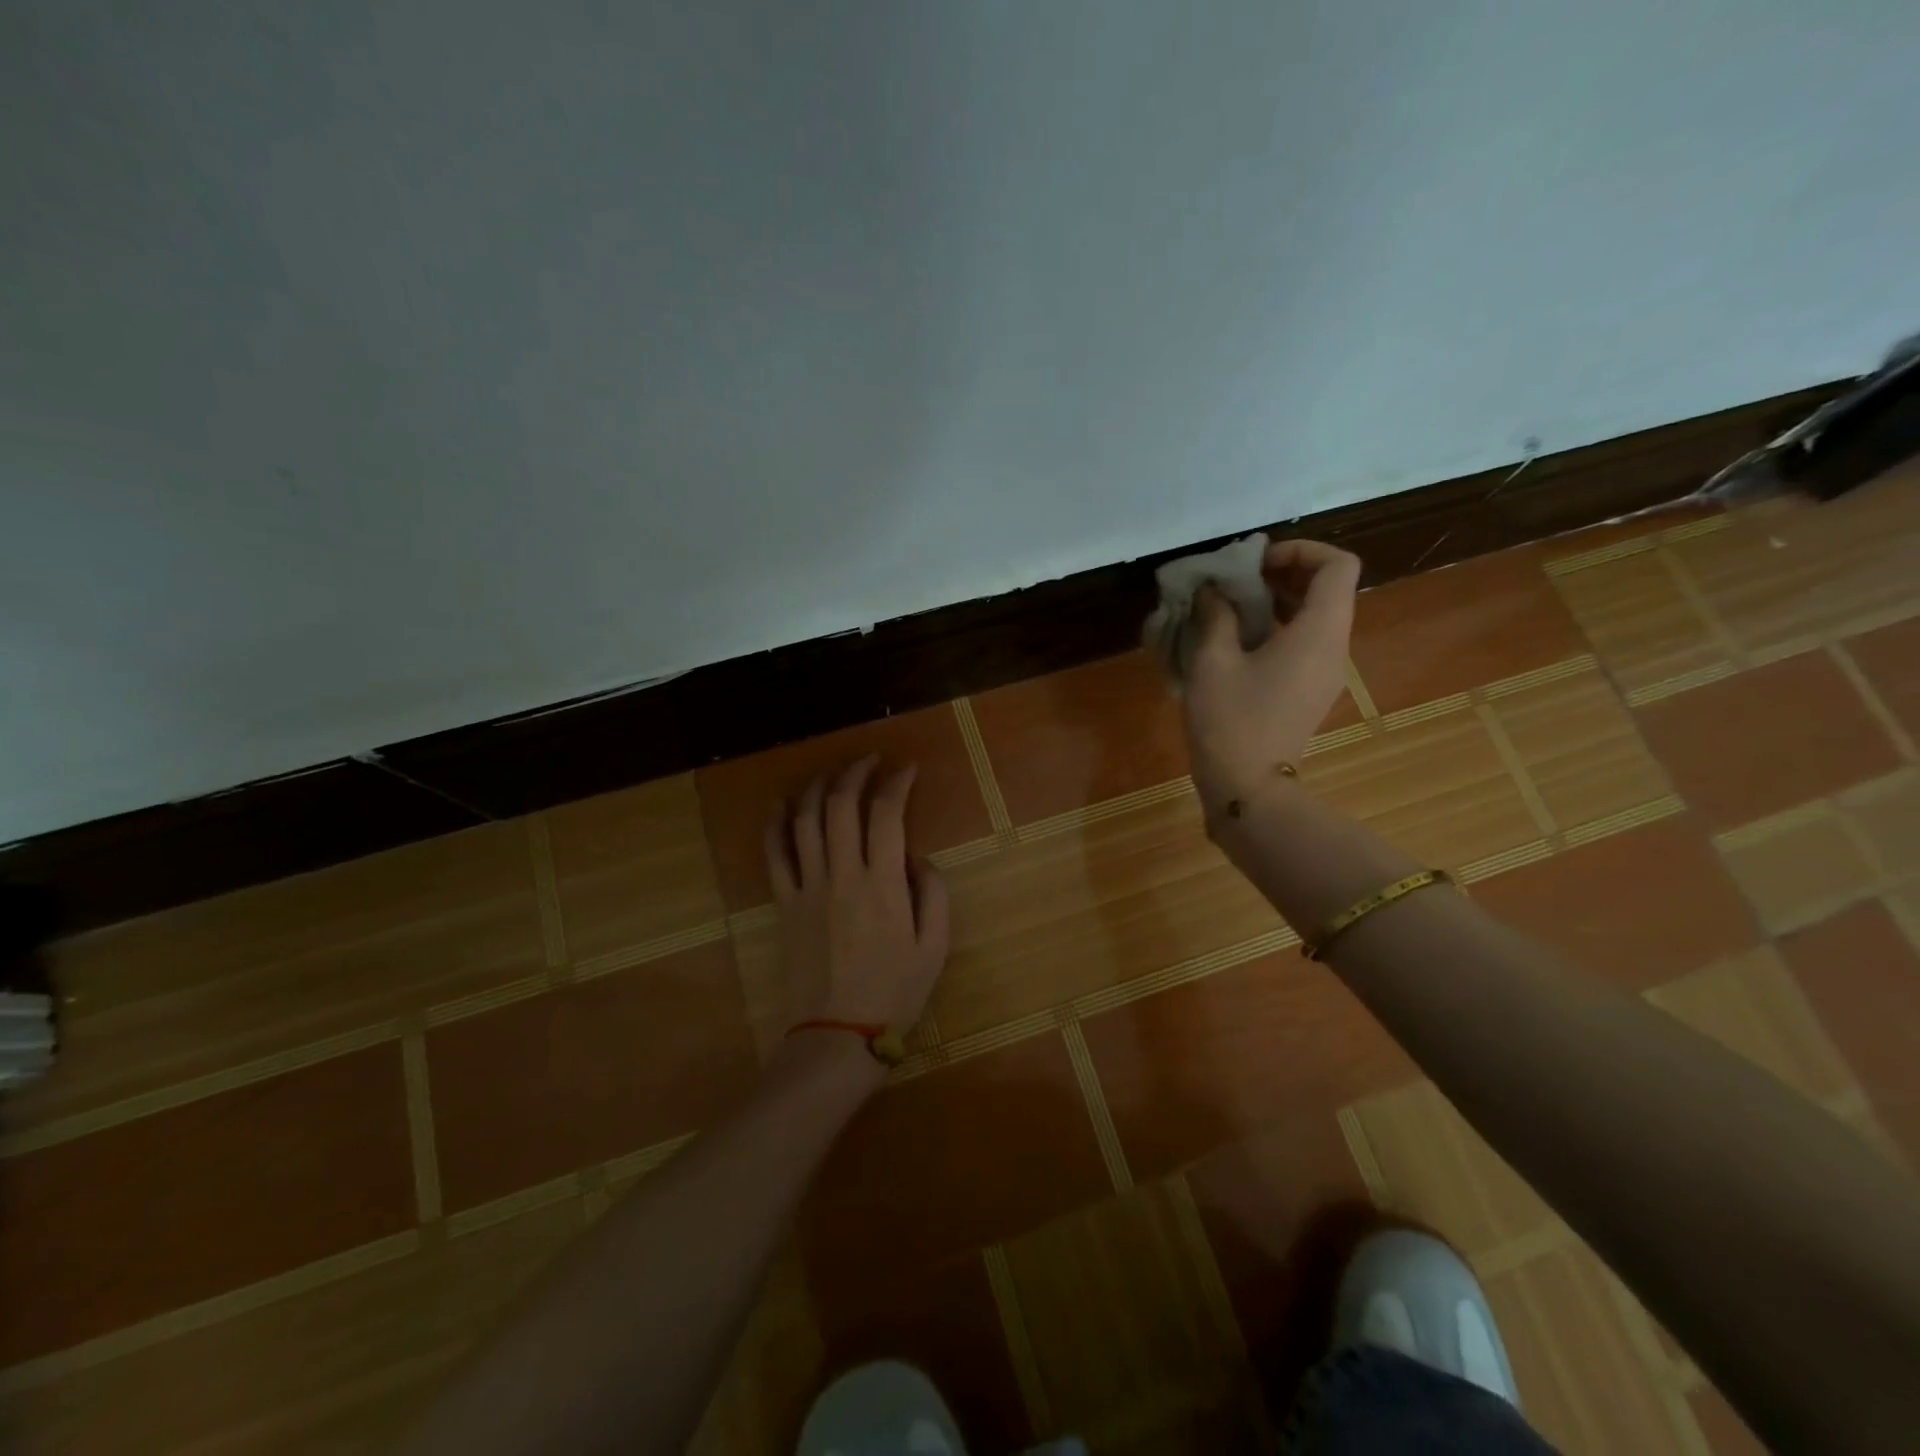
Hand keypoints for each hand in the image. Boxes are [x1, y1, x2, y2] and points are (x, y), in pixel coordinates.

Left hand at [764, 756, 951, 1044]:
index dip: (897, 783)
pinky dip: (775, 824)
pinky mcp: (784, 904)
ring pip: (805, 821)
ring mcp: (808, 887)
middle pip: (842, 806)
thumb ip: (934, 894)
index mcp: (883, 884)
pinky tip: (780, 805)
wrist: (836, 1035)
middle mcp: (842, 875)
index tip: (906, 769)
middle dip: (855, 772)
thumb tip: (920, 858)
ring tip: (831, 773)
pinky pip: (774, 855)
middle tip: (868, 760)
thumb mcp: (935, 948)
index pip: (887, 814)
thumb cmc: (894, 994)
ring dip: (818, 788)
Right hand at [1183, 538, 1360, 805]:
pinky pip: (1306, 644)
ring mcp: (1326, 673)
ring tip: (1232, 608)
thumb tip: (1214, 591)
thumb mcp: (1212, 661)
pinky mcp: (1311, 692)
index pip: (1338, 566)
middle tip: (1239, 581)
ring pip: (1317, 617)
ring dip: (1280, 601)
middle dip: (1286, 573)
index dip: (1301, 551)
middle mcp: (1334, 647)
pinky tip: (1239, 642)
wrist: (1247, 787)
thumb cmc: (1230, 720)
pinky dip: (1280, 628)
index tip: (1257, 564)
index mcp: (1319, 632)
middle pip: (1329, 589)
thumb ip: (1216, 615)